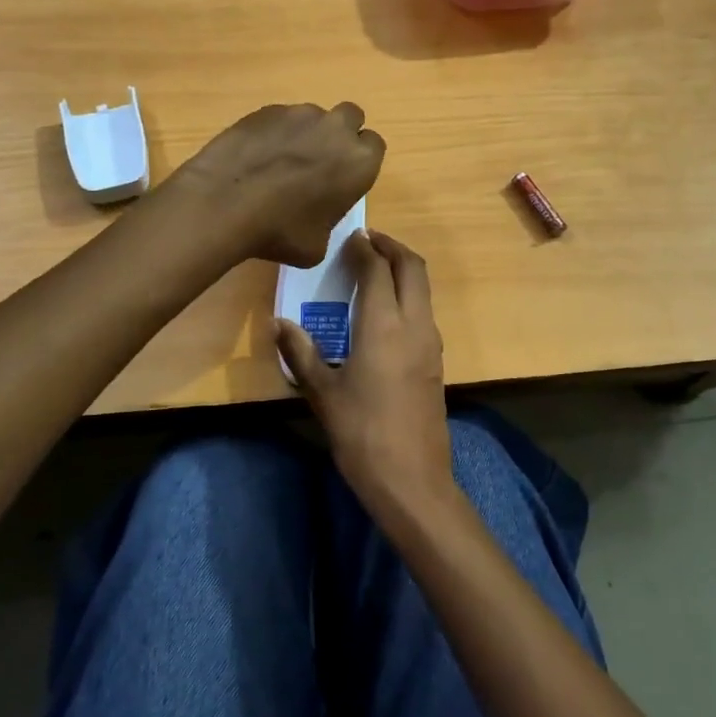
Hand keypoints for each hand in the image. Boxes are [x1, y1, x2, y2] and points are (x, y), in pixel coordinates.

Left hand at [167, 102, 385, 266]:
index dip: (359, 162)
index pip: (374, 146)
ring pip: (313, 116)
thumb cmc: (281, 231)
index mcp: (359, 162)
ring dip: (306, 133)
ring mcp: (299, 114)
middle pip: (351, 118)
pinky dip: (274, 134)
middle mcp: (335, 129)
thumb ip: (328, 220)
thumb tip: (317, 215)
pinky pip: (280, 118)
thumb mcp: (317, 245)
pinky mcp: (266, 110)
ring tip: (280, 162)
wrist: (225, 204)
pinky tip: (255, 158)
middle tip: (320, 162)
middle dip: (340, 134)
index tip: (344, 178)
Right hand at [279, 230, 452, 515]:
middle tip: (367, 241)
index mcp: (384, 326)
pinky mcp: (436, 361)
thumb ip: (301, 353)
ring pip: (423, 288)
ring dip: (403, 269)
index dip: (364, 248)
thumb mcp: (323, 393)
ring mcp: (431, 343)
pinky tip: (385, 311)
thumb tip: (279, 323)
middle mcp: (414, 325)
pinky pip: (424, 311)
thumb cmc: (361, 434)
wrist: (412, 479)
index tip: (350, 236)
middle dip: (392, 247)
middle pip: (413, 267)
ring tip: (374, 269)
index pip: (378, 269)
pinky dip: (408, 295)